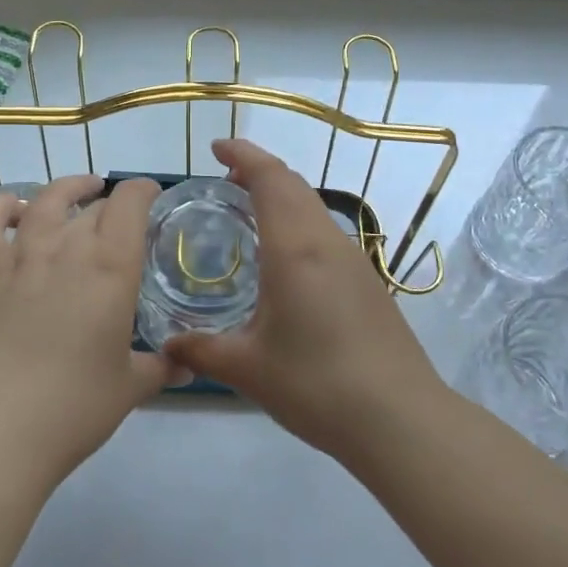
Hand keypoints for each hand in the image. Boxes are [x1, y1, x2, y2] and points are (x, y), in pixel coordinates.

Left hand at [0, 175, 169, 485]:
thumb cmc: (73, 408)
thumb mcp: (129, 388)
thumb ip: (161, 368)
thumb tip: (187, 367)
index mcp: (112, 268)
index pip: (130, 203)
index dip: (143, 190)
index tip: (152, 196)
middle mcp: (67, 249)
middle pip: (93, 205)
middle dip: (112, 204)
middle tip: (122, 221)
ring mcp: (21, 258)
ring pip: (45, 202)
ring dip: (66, 189)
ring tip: (79, 191)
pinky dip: (1, 206)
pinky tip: (15, 210)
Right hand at [163, 140, 447, 461]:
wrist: (400, 419)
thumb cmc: (318, 385)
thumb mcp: (248, 369)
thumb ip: (201, 350)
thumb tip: (167, 344)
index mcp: (295, 248)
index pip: (270, 178)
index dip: (243, 154)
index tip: (217, 147)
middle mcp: (327, 242)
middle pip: (294, 184)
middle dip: (259, 169)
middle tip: (224, 179)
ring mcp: (354, 260)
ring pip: (313, 207)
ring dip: (282, 195)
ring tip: (249, 213)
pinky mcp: (368, 281)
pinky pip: (326, 232)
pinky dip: (298, 221)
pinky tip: (284, 259)